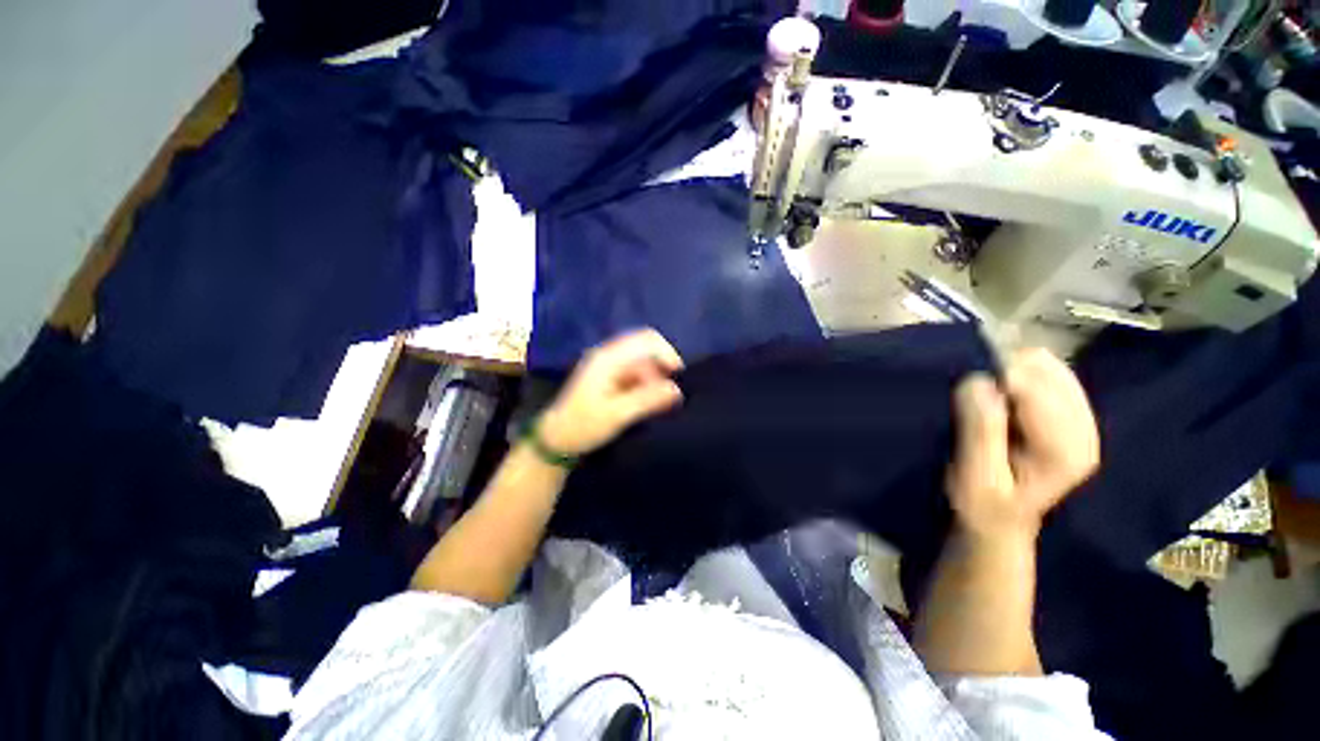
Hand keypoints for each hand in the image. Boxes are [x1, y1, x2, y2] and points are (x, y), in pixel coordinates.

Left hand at [537, 329, 684, 455]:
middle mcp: (609, 355)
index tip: (677, 377)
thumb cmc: (584, 426)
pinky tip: (648, 402)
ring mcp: (609, 365)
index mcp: (609, 358)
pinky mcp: (610, 377)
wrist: (556, 440)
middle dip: (662, 367)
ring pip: (643, 362)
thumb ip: (647, 399)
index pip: (646, 340)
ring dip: (655, 378)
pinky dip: (647, 384)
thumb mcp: (617, 415)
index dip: (667, 353)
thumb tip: (676, 389)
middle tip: (669, 394)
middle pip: (646, 348)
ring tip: (659, 403)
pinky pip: (636, 372)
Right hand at [947, 348, 1099, 541]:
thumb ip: (980, 433)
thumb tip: (978, 381)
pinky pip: (1048, 371)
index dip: (991, 383)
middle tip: (974, 403)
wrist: (999, 520)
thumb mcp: (974, 477)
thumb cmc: (981, 504)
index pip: (1032, 387)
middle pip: (1043, 369)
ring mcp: (1083, 419)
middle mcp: (1086, 430)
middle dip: (1002, 375)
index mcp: (1066, 450)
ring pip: (1047, 365)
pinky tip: (1004, 397)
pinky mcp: (1072, 412)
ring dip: (1010, 373)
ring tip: (989, 401)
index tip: (964, 401)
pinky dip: (1020, 374)